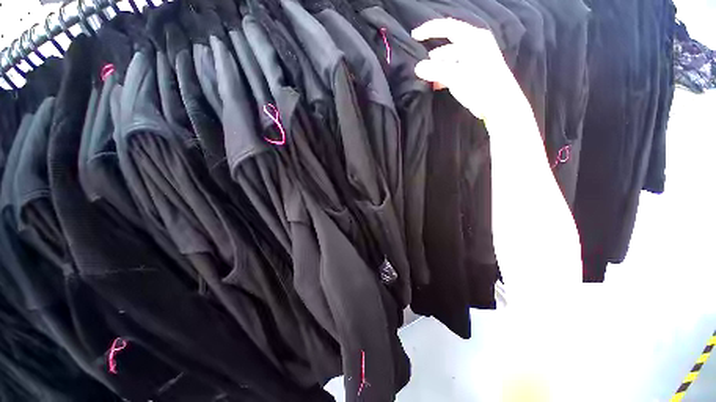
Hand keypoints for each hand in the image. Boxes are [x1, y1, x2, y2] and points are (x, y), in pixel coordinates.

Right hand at [411, 18, 522, 121]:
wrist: (499, 104)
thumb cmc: (480, 86)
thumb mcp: (456, 76)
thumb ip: (436, 70)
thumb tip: (418, 67)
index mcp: (473, 39)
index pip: (448, 27)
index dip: (430, 30)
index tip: (414, 37)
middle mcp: (475, 45)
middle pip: (448, 46)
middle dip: (433, 57)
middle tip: (421, 69)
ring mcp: (475, 59)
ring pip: (450, 60)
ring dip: (438, 68)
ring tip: (428, 79)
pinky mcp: (474, 73)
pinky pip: (455, 69)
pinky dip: (445, 75)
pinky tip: (438, 85)